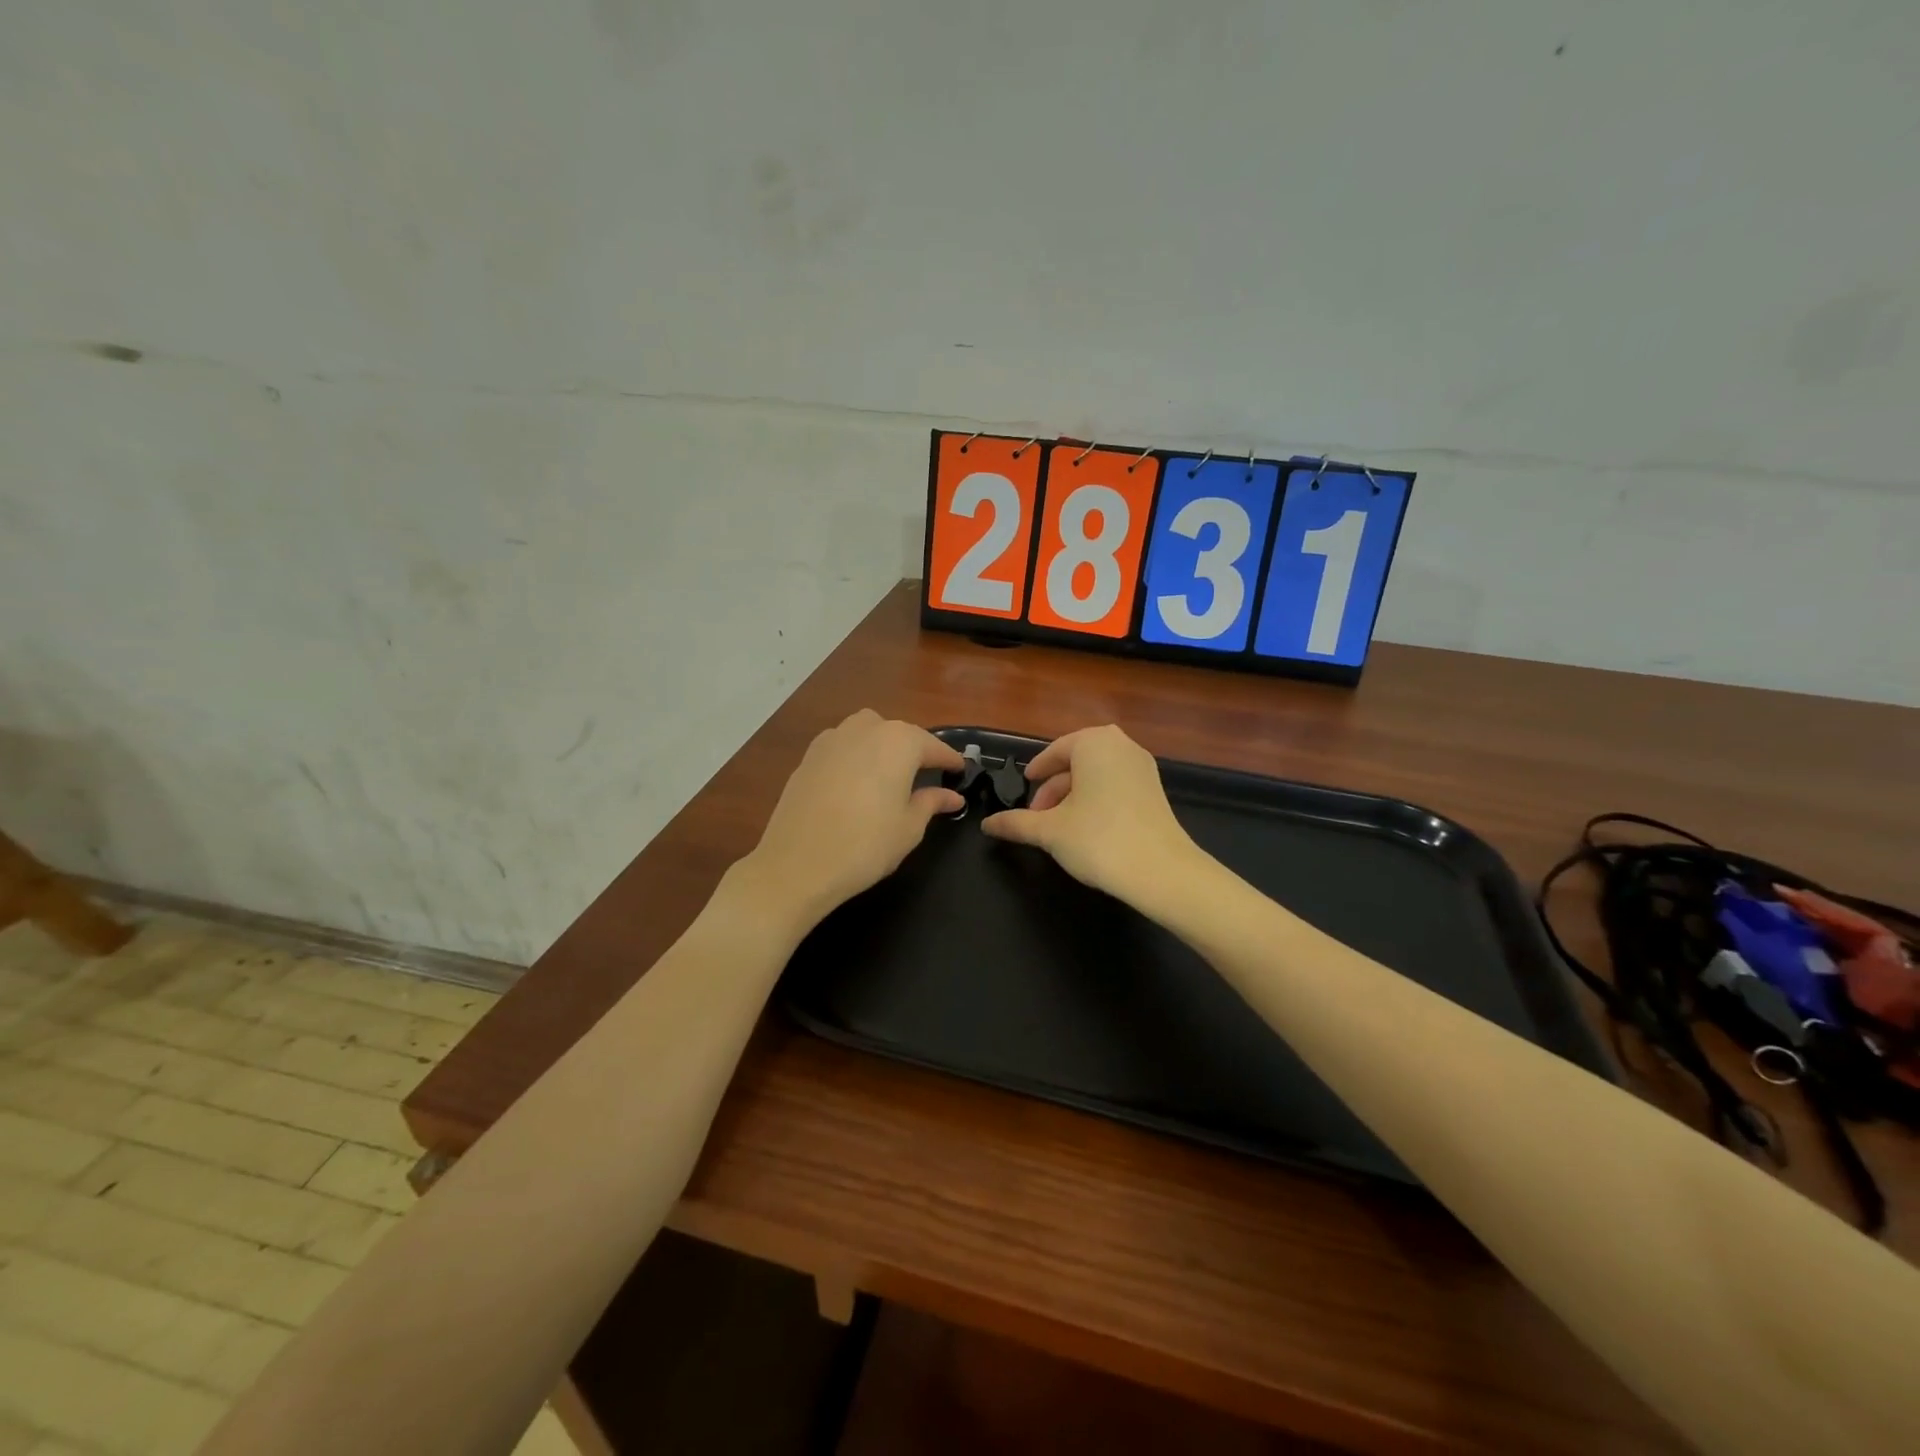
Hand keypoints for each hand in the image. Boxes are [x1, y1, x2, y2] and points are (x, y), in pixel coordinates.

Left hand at [735, 709, 963, 930]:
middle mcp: (866, 729)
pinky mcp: (808, 756)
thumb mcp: (909, 827)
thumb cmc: (865, 845)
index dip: (949, 760)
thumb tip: (952, 796)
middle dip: (914, 750)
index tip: (961, 771)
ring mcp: (832, 739)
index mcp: (898, 742)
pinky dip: (855, 756)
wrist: (796, 864)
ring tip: (889, 775)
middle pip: (899, 733)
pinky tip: (856, 782)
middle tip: (926, 775)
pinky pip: (842, 747)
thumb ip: (931, 803)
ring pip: (867, 732)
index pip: (933, 746)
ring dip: (882, 747)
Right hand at [980, 725, 1200, 907]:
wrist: (1161, 872)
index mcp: (1094, 743)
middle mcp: (1121, 746)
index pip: (1055, 751)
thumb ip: (1016, 823)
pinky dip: (1096, 800)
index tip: (1025, 787)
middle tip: (1036, 816)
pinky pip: (1116, 786)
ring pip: (1096, 775)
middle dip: (1054, 788)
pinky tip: (1085, 829)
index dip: (1036, 771)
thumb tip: (987, 825)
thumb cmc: (1099, 839)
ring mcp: (1142, 767)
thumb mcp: (1049, 831)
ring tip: (1057, 827)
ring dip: (1073, 796)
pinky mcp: (1155, 791)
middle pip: (1076, 762)